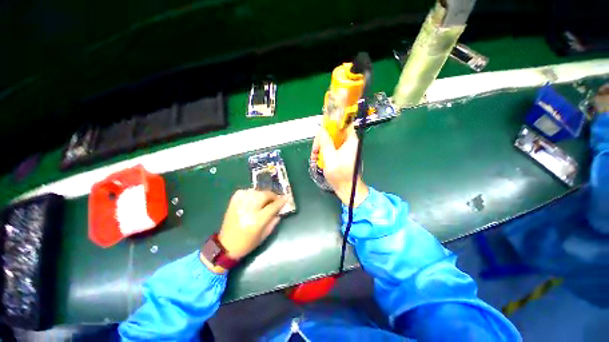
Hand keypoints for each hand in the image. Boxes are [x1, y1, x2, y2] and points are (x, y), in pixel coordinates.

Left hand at [202, 190, 286, 272]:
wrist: (226, 246)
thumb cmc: (247, 243)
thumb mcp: (264, 235)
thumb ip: (273, 221)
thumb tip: (279, 210)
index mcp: (256, 221)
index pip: (272, 206)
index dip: (281, 201)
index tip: (286, 197)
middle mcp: (248, 210)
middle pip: (264, 195)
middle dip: (272, 195)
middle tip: (275, 199)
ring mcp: (239, 205)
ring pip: (255, 191)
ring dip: (262, 194)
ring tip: (264, 199)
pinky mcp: (233, 202)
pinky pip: (244, 191)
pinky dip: (251, 193)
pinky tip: (253, 198)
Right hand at [310, 125, 368, 206]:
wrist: (347, 188)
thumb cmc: (340, 175)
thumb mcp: (330, 158)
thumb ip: (325, 143)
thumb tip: (321, 129)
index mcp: (351, 140)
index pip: (343, 123)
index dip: (331, 123)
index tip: (320, 131)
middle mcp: (350, 142)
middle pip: (334, 132)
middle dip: (322, 139)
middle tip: (315, 150)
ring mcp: (346, 148)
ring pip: (331, 140)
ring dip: (321, 146)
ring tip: (314, 156)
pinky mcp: (342, 154)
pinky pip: (332, 147)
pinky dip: (324, 151)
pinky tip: (318, 158)